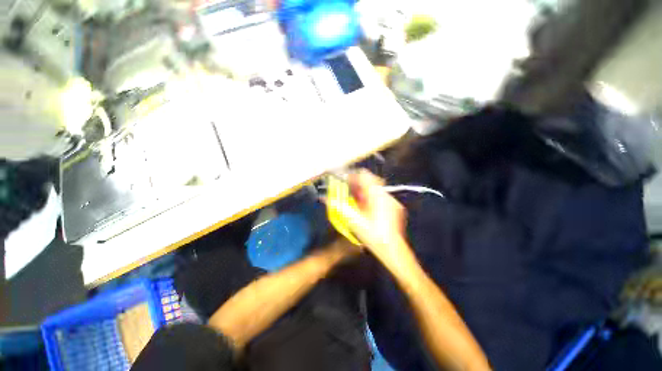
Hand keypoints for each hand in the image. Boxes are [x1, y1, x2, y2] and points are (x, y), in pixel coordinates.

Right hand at [327, 170, 409, 266]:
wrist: (392, 249)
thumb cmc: (372, 235)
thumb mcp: (353, 220)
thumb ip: (339, 207)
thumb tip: (324, 198)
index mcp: (376, 194)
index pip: (364, 175)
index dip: (352, 176)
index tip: (344, 181)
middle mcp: (385, 194)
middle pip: (370, 181)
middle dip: (357, 185)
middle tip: (348, 192)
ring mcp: (392, 201)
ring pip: (375, 189)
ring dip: (364, 192)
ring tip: (356, 200)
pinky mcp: (394, 207)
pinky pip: (380, 197)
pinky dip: (371, 199)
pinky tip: (366, 208)